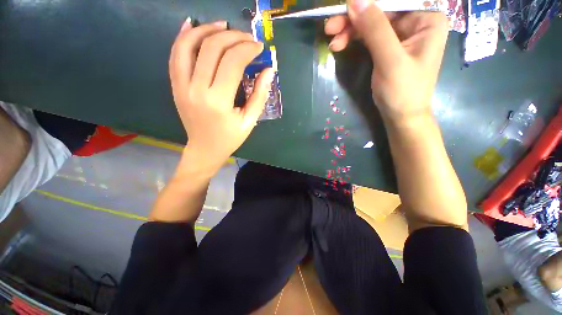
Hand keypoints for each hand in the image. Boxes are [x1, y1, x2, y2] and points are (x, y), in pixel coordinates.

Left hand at [169, 19, 274, 173]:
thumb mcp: (250, 121)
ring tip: (223, 25)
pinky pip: (175, 55)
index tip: (258, 47)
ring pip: (188, 45)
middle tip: (246, 37)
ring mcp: (182, 85)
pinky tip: (193, 26)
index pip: (232, 62)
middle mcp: (197, 89)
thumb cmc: (230, 138)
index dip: (247, 49)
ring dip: (207, 29)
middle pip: (212, 48)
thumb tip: (269, 71)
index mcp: (219, 101)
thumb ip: (260, 95)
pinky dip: (184, 37)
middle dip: (232, 36)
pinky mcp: (175, 85)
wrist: (204, 149)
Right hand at [325, 0, 448, 121]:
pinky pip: (369, 37)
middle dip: (354, 19)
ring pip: (371, 24)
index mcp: (426, 19)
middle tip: (329, 27)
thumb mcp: (389, 60)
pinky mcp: (388, 47)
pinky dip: (354, 39)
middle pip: (380, 12)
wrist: (401, 116)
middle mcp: (415, 22)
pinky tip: (341, 44)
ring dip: (350, 31)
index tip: (343, 8)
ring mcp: (401, 35)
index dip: (367, 4)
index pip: (393, 3)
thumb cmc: (402, 91)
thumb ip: (375, 29)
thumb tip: (354, 0)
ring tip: (332, 40)